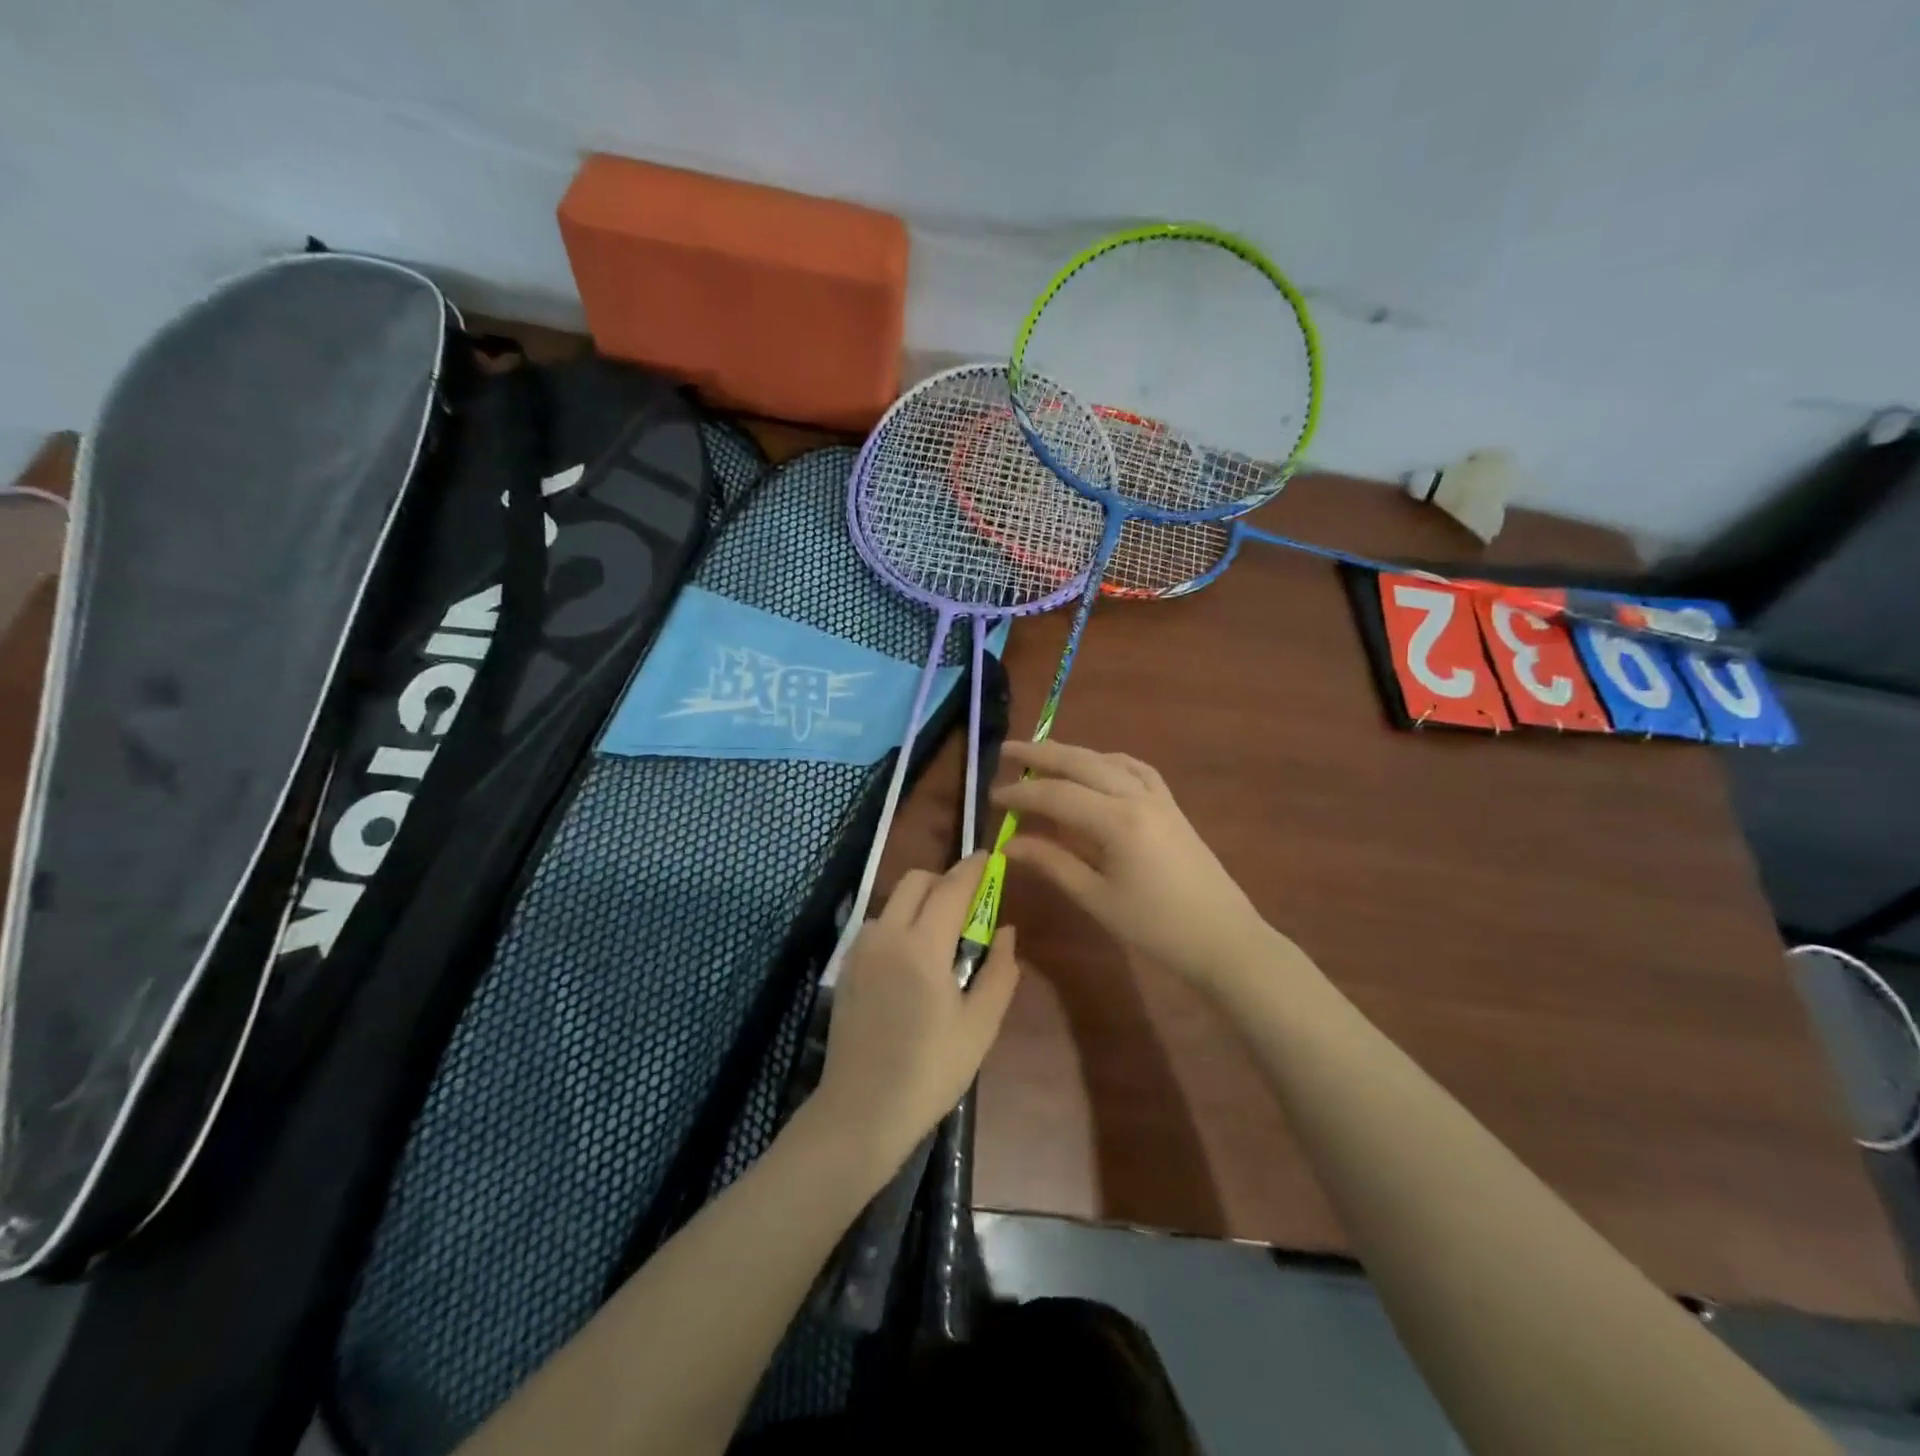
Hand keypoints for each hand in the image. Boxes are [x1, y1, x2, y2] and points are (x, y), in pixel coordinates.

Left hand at [812, 854, 1021, 1175]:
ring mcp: (861, 950)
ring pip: (893, 901)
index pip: (951, 888)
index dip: (972, 869)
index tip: (990, 857)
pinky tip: (913, 958)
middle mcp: (887, 935)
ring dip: (920, 902)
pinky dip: (900, 922)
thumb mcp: (979, 1026)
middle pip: (915, 881)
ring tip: (942, 936)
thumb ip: (999, 972)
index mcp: (923, 947)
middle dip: (944, 880)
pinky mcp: (847, 967)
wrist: (861, 1110)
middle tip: (969, 902)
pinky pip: (878, 925)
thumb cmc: (930, 1071)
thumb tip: (1006, 932)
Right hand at [995, 740, 1272, 990]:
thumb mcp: (1097, 898)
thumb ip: (1052, 863)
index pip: (1057, 795)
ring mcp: (1159, 797)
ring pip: (1107, 759)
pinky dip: (1106, 761)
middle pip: (1082, 762)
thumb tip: (1009, 843)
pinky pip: (1134, 768)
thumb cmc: (1156, 927)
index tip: (992, 798)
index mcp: (1118, 821)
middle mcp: (1138, 796)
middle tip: (1006, 751)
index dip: (1021, 794)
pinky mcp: (1171, 805)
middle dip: (1041, 754)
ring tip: (1041, 756)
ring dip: (1072, 754)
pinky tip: (1094, 768)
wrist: (1223, 938)